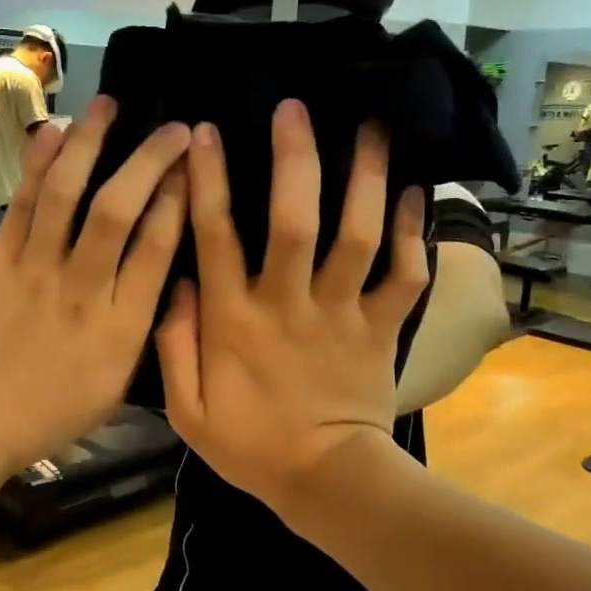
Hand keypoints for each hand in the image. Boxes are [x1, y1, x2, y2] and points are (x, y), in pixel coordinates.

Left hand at [0, 96, 189, 474]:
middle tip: (176, 128)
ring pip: (68, 193)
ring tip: (110, 104)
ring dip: (91, 143)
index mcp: (122, 325)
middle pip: (120, 209)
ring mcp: (37, 268)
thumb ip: (145, 329)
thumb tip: (165, 276)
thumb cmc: (52, 412)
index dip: (180, 198)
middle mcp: (84, 287)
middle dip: (151, 160)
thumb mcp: (117, 385)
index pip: (158, 246)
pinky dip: (38, 163)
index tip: (193, 165)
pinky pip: (23, 203)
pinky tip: (53, 130)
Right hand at [156, 99, 428, 517]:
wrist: (326, 484)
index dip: (208, 181)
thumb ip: (172, 345)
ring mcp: (342, 313)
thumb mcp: (187, 411)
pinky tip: (417, 192)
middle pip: (293, 220)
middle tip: (298, 106)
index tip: (205, 132)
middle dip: (294, 159)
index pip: (215, 237)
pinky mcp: (382, 328)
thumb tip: (173, 281)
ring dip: (366, 178)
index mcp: (234, 321)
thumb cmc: (251, 446)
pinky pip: (404, 275)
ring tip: (373, 125)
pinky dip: (414, 233)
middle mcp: (288, 304)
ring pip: (357, 236)